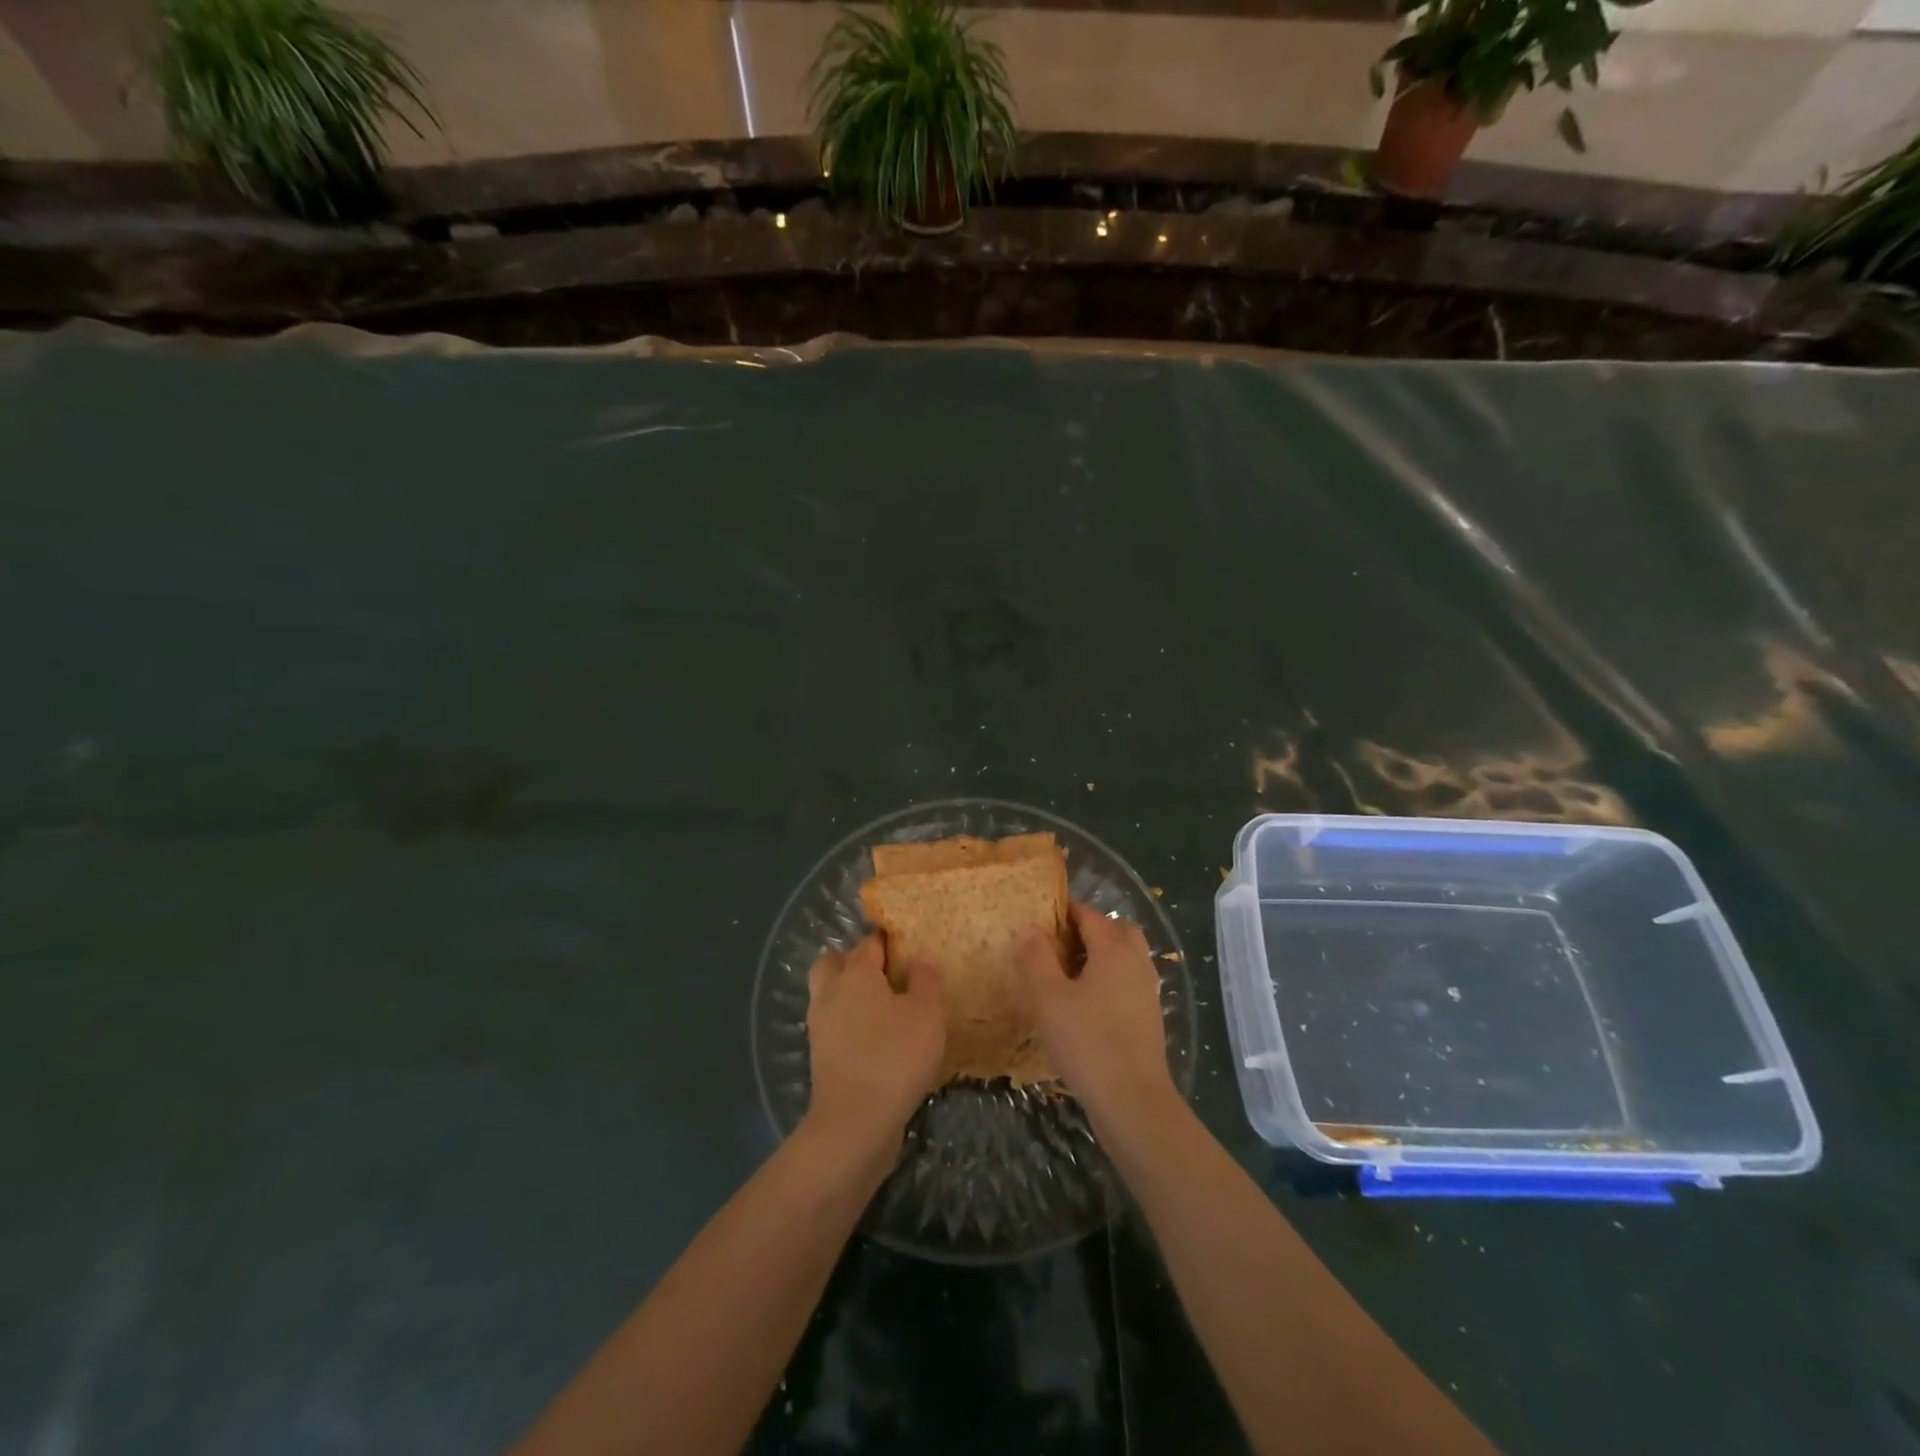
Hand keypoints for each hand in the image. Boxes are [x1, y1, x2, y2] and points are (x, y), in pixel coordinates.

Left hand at [803, 934, 944, 1159]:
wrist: (855, 1122)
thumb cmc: (895, 1056)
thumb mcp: (927, 1013)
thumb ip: (926, 981)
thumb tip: (919, 961)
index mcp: (855, 974)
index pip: (869, 943)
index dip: (888, 941)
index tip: (907, 946)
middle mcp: (830, 993)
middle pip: (833, 962)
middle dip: (852, 961)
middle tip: (884, 973)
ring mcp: (820, 1027)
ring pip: (829, 995)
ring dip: (848, 995)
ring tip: (884, 1008)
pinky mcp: (820, 1058)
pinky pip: (834, 1027)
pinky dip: (849, 1025)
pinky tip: (876, 1039)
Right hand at [1020, 903, 1177, 1132]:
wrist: (1133, 1102)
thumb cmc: (1087, 1042)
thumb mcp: (1048, 998)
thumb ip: (1036, 958)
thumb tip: (1030, 928)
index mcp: (1114, 949)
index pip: (1090, 914)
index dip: (1065, 911)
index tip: (1040, 917)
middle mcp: (1136, 962)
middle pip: (1116, 929)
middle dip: (1090, 929)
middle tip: (1058, 944)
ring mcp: (1147, 991)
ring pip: (1126, 956)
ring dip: (1101, 956)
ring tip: (1067, 975)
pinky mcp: (1149, 1018)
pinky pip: (1128, 982)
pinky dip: (1110, 980)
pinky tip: (1086, 1005)